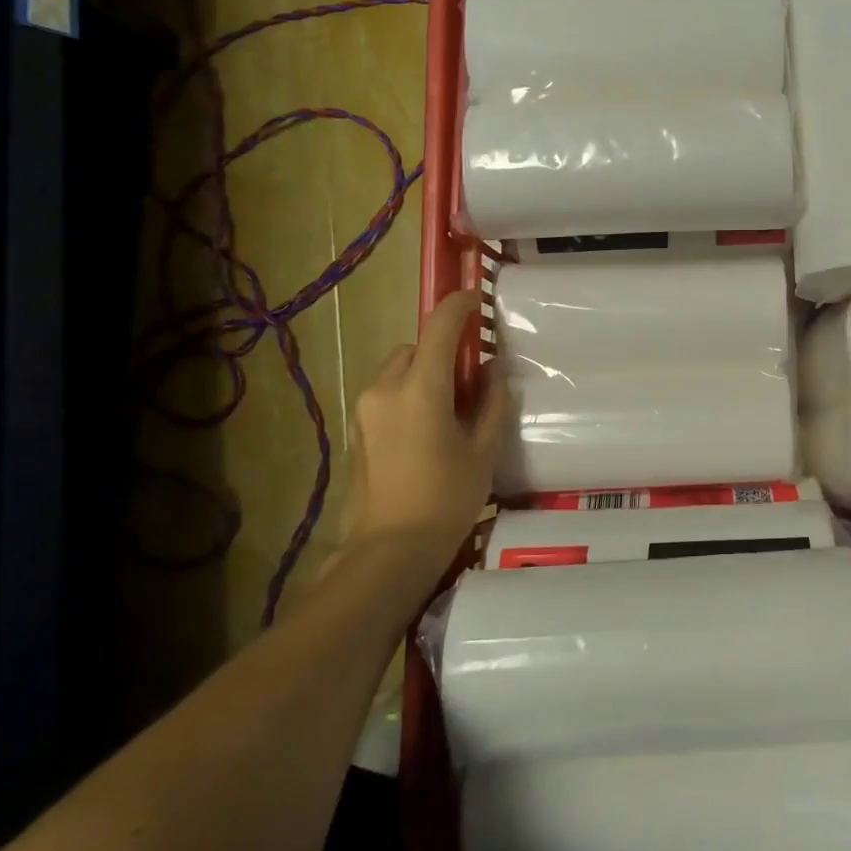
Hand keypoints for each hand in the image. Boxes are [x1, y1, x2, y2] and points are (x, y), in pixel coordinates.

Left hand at [336, 290, 510, 554]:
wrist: (390, 551)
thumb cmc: (447, 498)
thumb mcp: (484, 449)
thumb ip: (492, 401)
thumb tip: (493, 368)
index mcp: (421, 388)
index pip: (439, 327)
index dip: (460, 306)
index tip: (478, 299)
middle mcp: (385, 389)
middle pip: (415, 347)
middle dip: (441, 350)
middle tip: (470, 377)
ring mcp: (365, 410)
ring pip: (397, 370)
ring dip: (423, 374)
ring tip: (449, 409)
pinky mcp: (357, 431)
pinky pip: (386, 395)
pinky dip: (407, 396)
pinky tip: (427, 431)